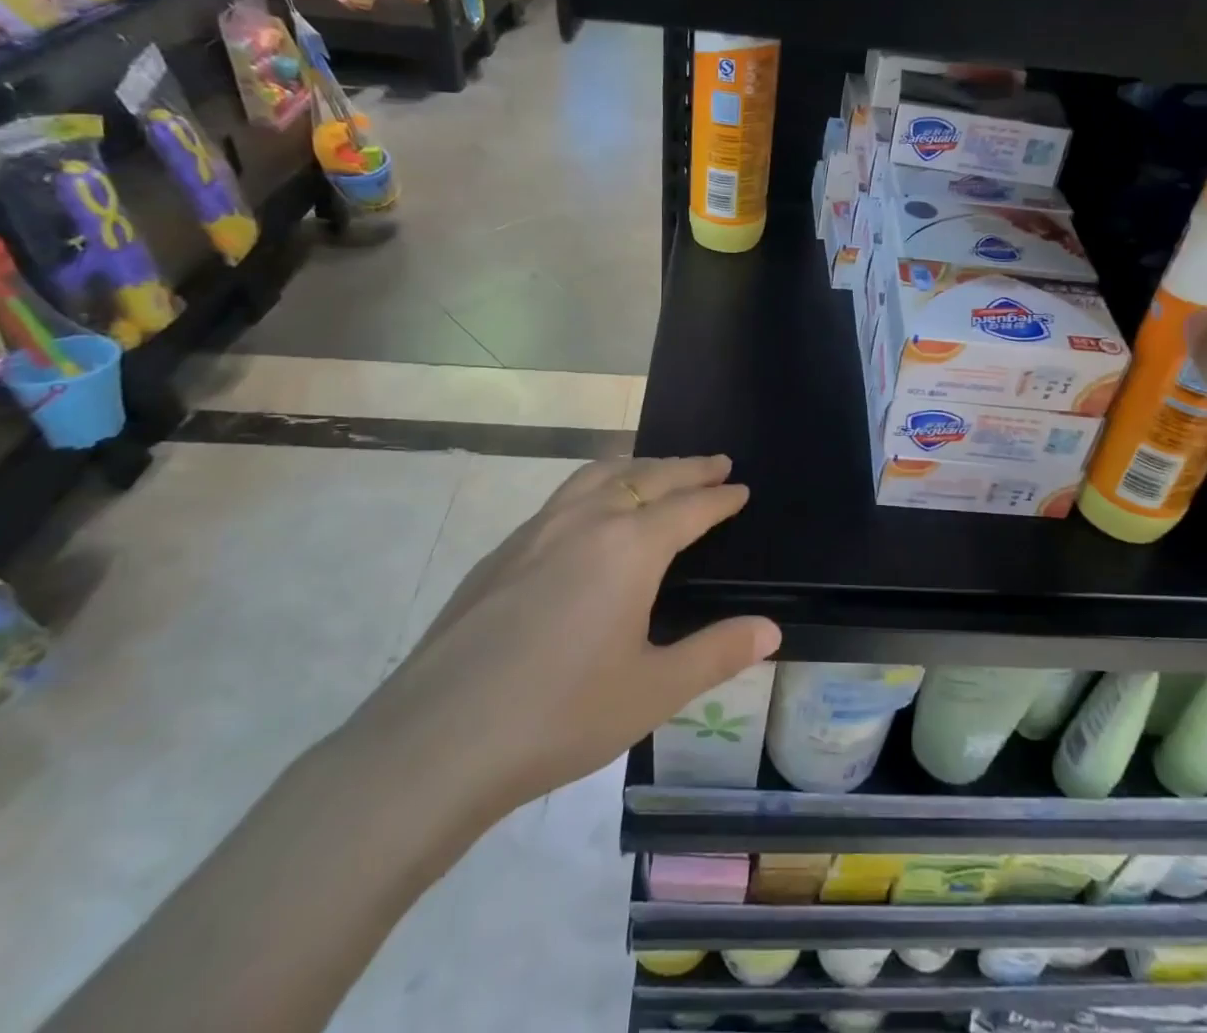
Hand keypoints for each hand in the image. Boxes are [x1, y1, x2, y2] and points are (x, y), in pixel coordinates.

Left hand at [340, 455, 778, 872]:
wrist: (435, 744)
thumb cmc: (560, 717)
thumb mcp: (653, 692)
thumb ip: (717, 652)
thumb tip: (771, 628)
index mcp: (630, 547)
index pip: (689, 507)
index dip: (720, 497)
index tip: (741, 488)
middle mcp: (586, 521)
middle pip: (647, 476)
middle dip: (687, 467)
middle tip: (715, 462)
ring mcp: (537, 530)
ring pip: (598, 474)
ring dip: (638, 464)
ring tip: (657, 466)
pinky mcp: (502, 551)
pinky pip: (563, 495)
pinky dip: (595, 484)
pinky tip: (588, 512)